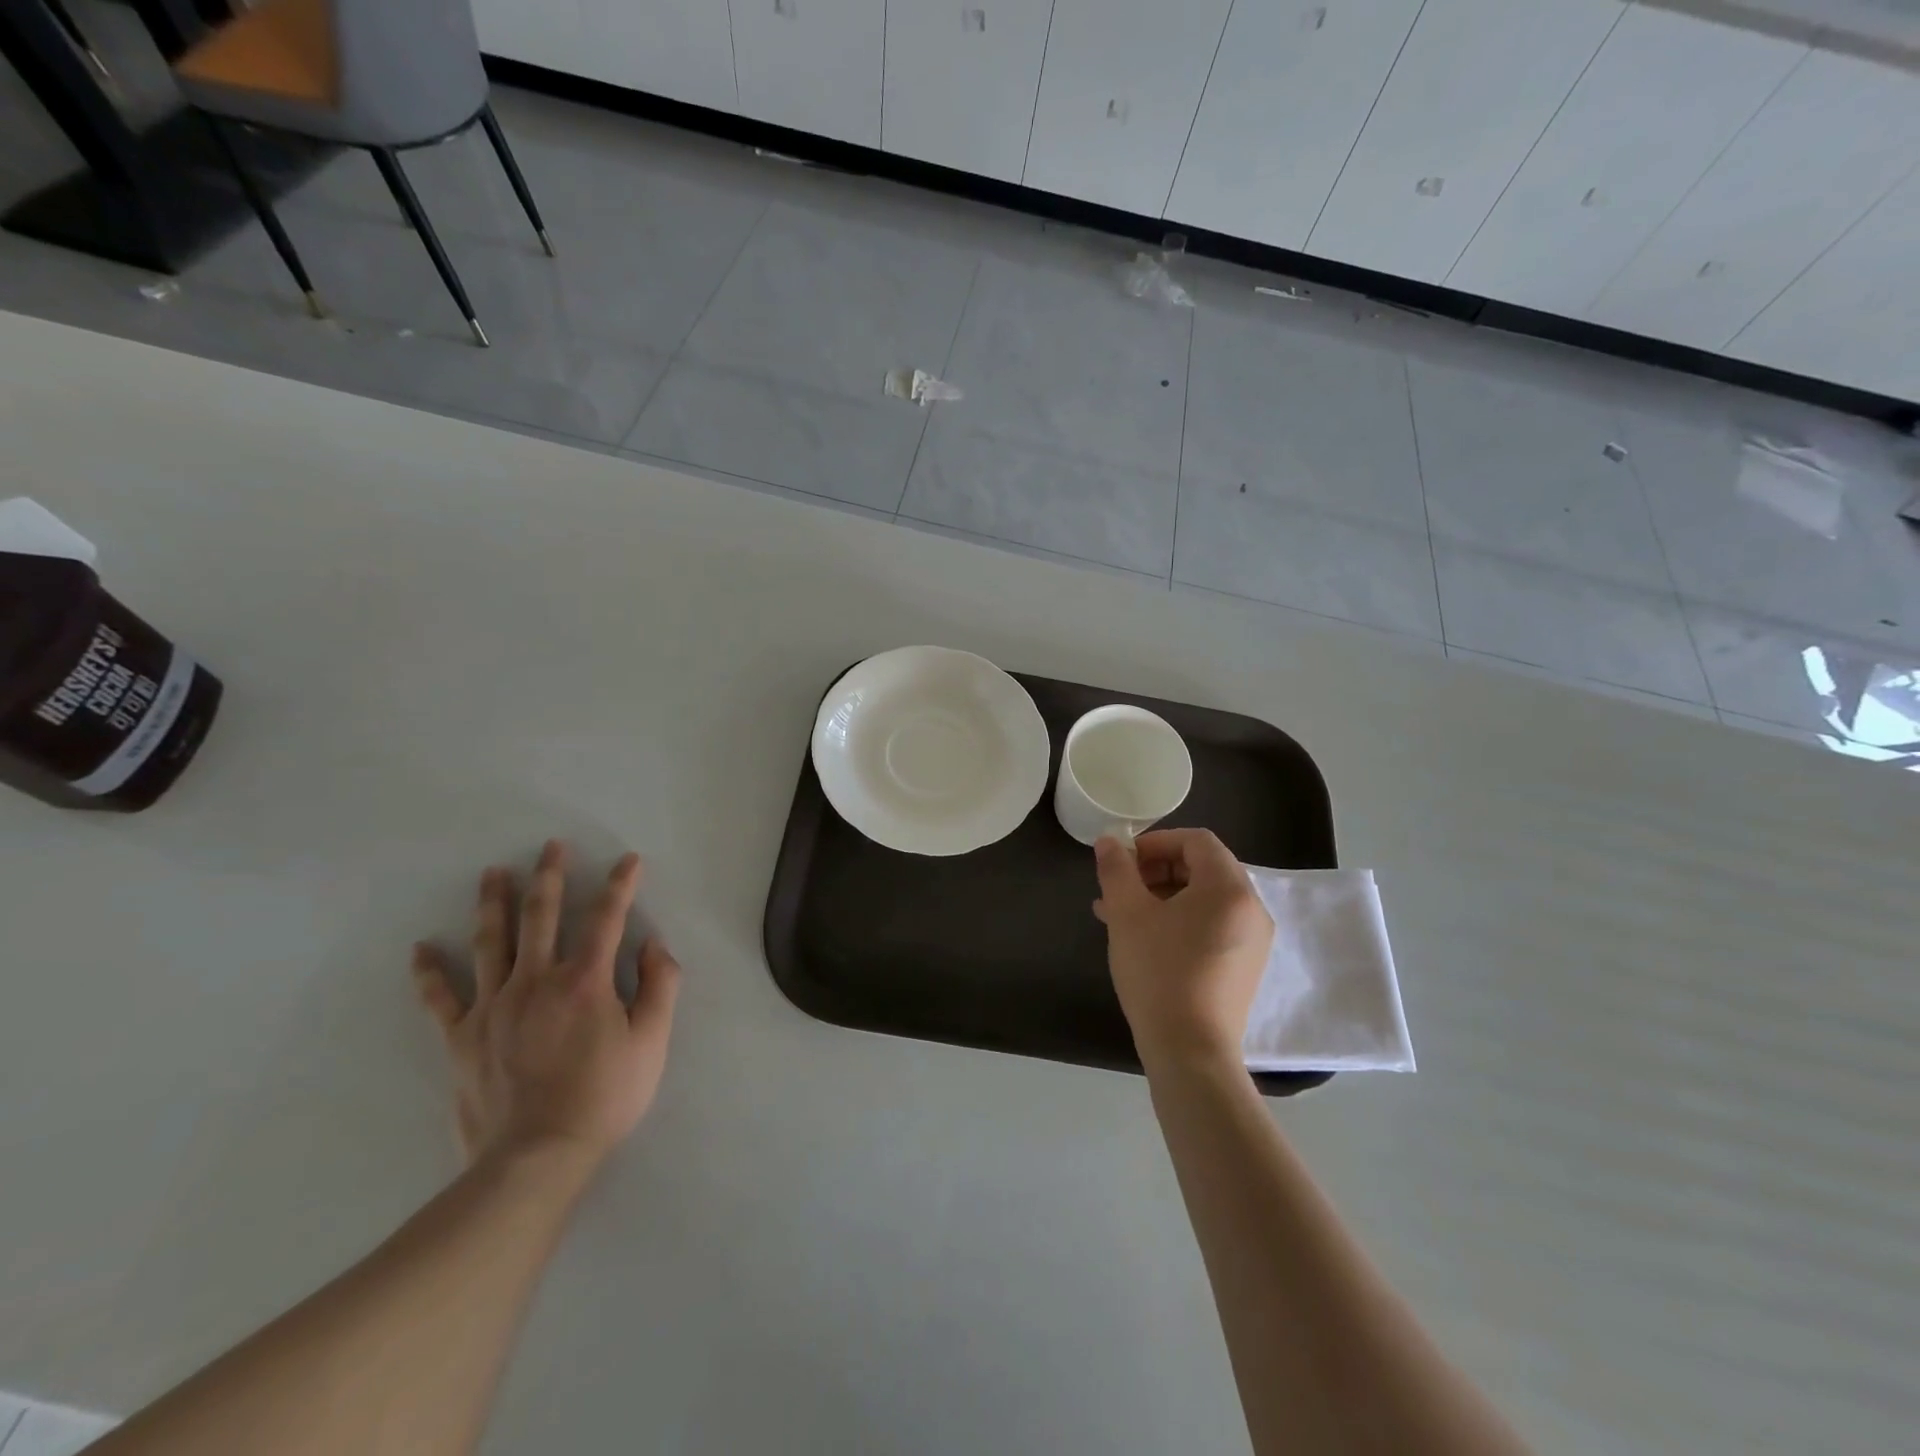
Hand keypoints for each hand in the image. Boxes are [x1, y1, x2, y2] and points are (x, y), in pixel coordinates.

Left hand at [411, 840, 681, 1172]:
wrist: (536, 1158)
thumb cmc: (604, 1097)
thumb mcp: (653, 1042)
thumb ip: (660, 986)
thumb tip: (653, 944)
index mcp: (585, 981)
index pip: (606, 918)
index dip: (620, 885)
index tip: (628, 860)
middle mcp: (536, 981)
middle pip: (541, 917)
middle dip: (549, 876)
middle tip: (550, 846)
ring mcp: (493, 1007)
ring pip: (491, 942)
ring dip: (493, 903)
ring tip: (492, 873)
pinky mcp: (462, 1038)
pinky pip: (441, 998)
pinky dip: (429, 973)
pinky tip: (421, 949)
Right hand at [1093, 829, 1272, 1070]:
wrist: (1190, 1051)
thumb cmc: (1158, 972)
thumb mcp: (1127, 914)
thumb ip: (1116, 870)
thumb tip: (1108, 842)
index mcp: (1229, 887)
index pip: (1196, 841)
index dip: (1156, 842)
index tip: (1124, 861)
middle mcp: (1251, 908)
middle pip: (1203, 867)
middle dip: (1156, 869)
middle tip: (1120, 887)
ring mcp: (1253, 940)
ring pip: (1205, 898)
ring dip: (1163, 895)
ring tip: (1121, 914)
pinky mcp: (1245, 966)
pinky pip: (1212, 924)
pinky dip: (1180, 919)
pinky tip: (1145, 938)